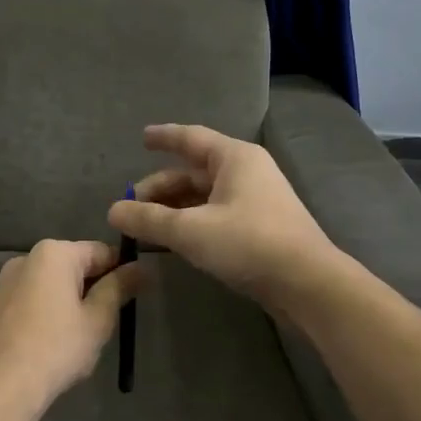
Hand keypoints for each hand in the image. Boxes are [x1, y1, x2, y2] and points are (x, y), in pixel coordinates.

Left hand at [0, 240, 143, 415]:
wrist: (1, 386)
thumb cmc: (57, 349)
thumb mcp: (98, 319)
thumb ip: (120, 288)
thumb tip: (142, 268)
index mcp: (53, 253)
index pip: (101, 252)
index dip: (122, 272)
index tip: (134, 296)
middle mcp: (25, 258)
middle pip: (72, 266)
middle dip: (93, 288)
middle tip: (108, 321)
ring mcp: (3, 282)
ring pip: (49, 284)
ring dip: (68, 301)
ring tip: (78, 336)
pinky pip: (29, 300)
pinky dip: (45, 312)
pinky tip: (49, 342)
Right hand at [107, 124, 338, 311]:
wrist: (307, 283)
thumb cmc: (249, 243)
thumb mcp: (190, 230)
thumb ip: (149, 219)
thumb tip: (113, 211)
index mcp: (234, 158)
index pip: (191, 138)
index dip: (164, 137)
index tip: (141, 138)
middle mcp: (246, 172)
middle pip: (194, 172)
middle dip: (161, 188)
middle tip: (131, 206)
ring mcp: (256, 201)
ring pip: (204, 197)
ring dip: (174, 209)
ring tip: (145, 227)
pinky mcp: (259, 228)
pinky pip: (216, 216)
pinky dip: (192, 223)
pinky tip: (174, 241)